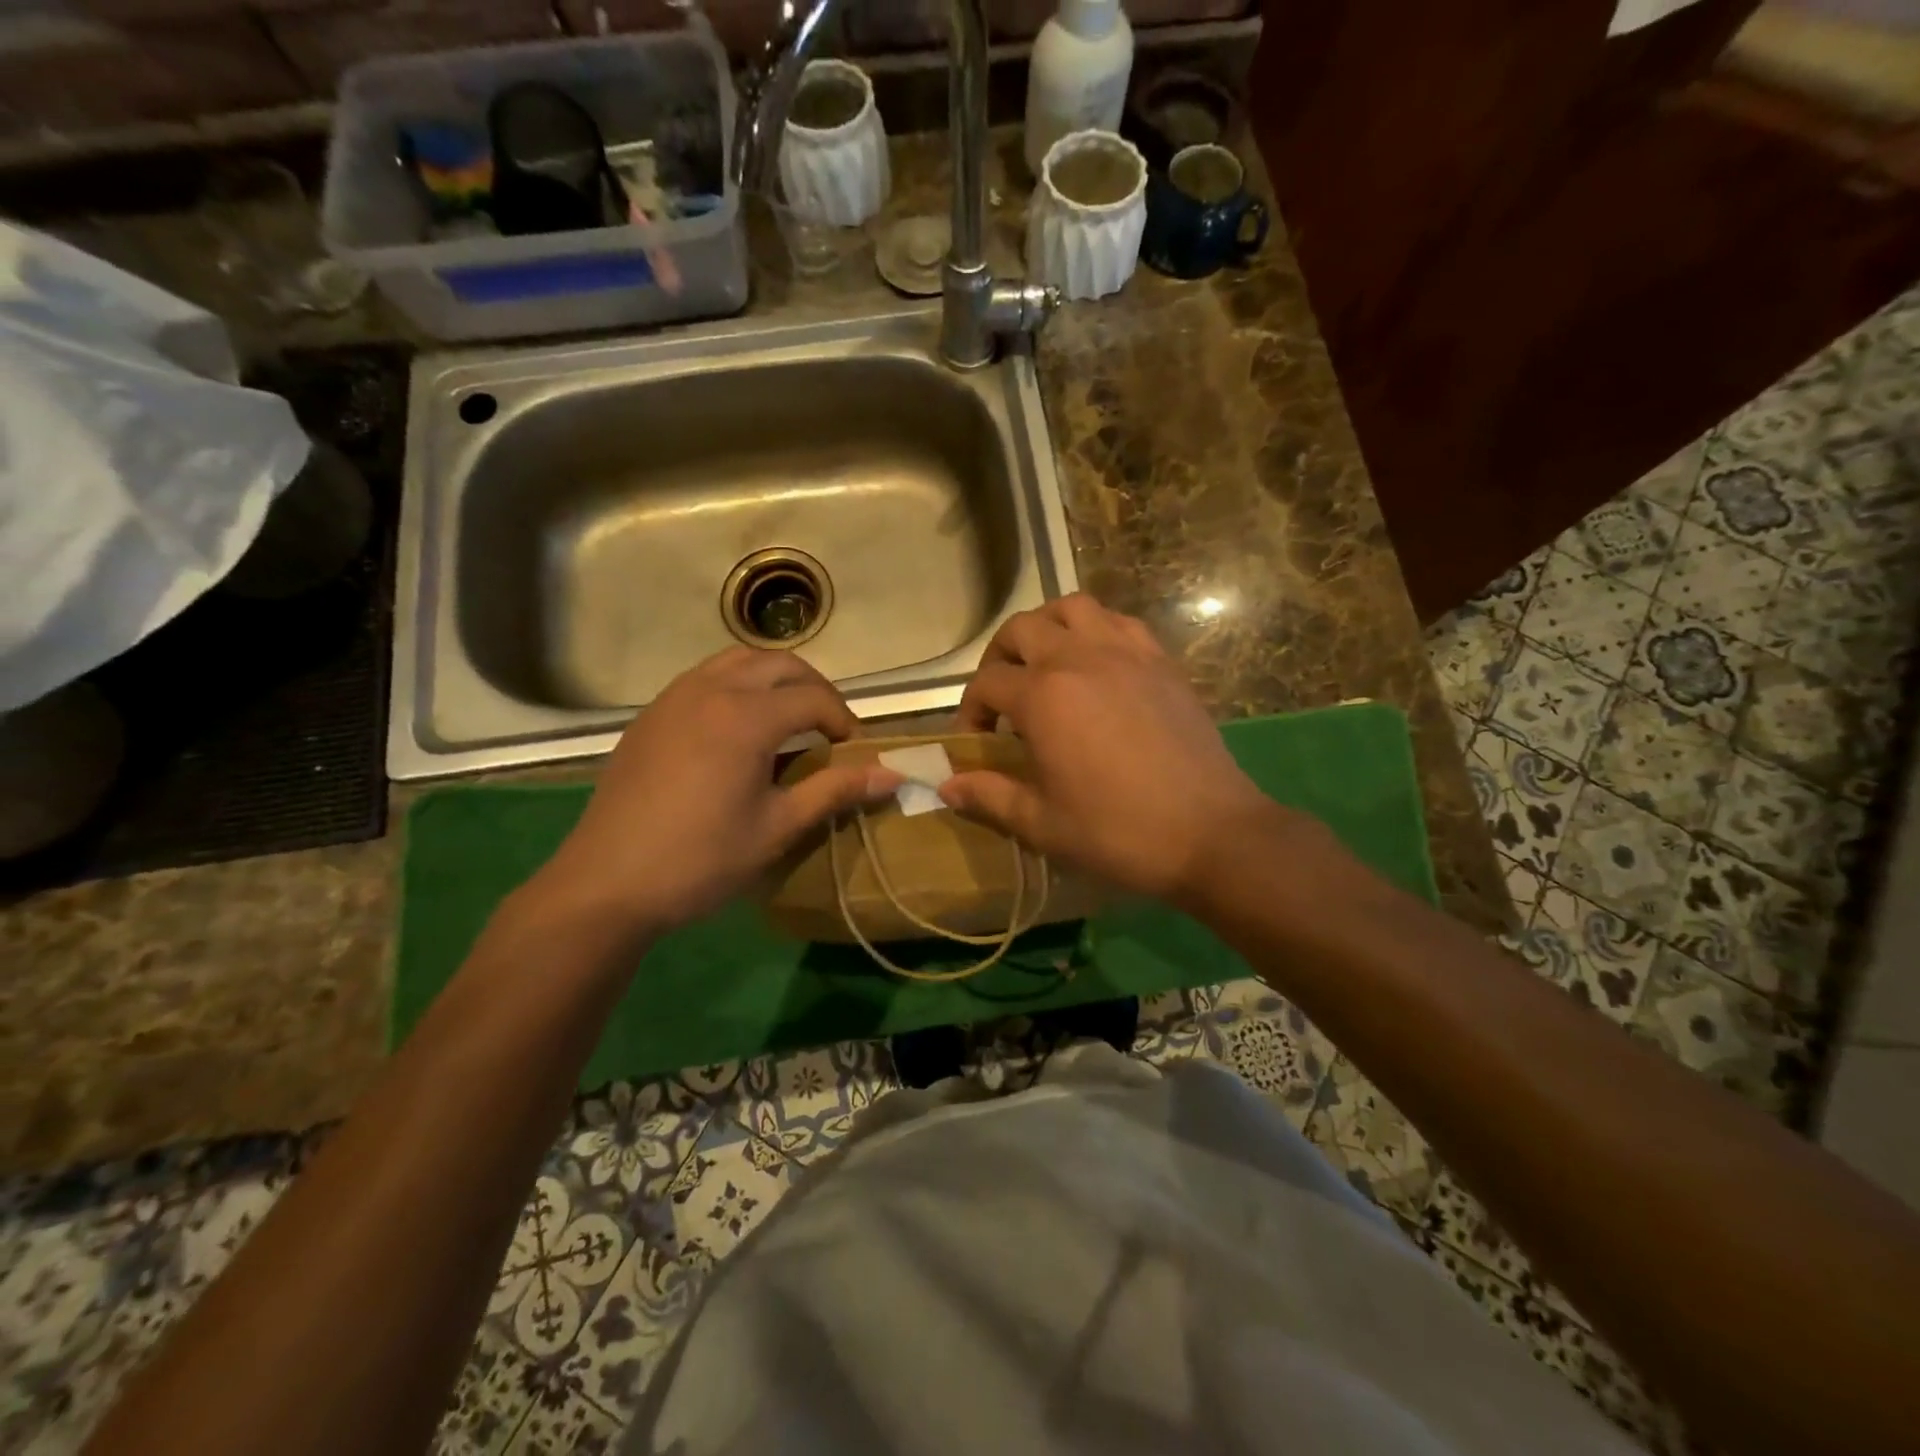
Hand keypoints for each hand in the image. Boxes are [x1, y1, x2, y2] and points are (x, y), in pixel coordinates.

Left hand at [525, 647, 901, 939]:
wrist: (606, 884)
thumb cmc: (700, 859)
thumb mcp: (778, 827)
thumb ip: (835, 790)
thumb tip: (892, 775)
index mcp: (745, 716)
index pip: (813, 698)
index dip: (844, 721)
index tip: (855, 752)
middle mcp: (710, 690)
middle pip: (779, 664)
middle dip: (814, 688)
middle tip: (829, 728)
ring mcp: (674, 698)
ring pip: (737, 660)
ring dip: (773, 679)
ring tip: (789, 719)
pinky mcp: (651, 715)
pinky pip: (705, 678)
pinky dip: (736, 686)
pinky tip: (738, 731)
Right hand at [941, 595, 1318, 902]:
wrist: (1211, 832)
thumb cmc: (1118, 832)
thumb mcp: (1043, 823)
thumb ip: (990, 796)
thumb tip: (946, 784)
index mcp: (1044, 696)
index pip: (987, 683)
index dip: (969, 710)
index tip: (975, 742)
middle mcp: (1080, 658)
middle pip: (1022, 628)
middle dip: (999, 657)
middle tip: (1002, 697)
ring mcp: (1126, 652)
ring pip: (1072, 608)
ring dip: (1047, 628)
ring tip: (1045, 665)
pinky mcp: (1162, 661)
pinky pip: (1119, 622)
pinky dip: (1096, 631)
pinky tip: (1097, 666)